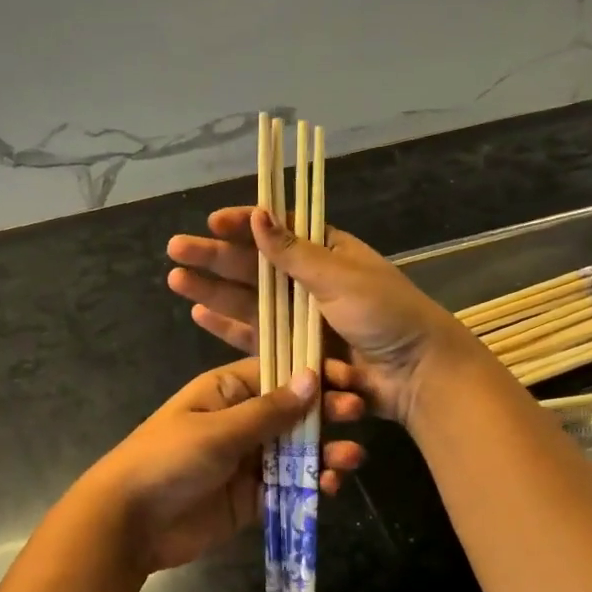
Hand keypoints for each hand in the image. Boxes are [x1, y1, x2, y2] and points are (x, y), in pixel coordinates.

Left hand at [80, 358, 367, 574]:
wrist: (129, 523)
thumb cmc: (168, 459)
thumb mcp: (218, 430)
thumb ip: (268, 411)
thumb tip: (312, 378)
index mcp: (226, 392)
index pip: (278, 373)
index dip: (314, 374)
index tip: (349, 378)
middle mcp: (240, 421)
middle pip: (293, 412)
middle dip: (326, 412)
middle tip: (358, 414)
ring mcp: (247, 461)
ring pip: (296, 450)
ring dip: (324, 451)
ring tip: (351, 458)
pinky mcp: (251, 498)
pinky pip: (288, 486)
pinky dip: (311, 485)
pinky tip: (330, 487)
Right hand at [166, 207, 483, 427]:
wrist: (416, 375)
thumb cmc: (386, 315)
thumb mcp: (340, 277)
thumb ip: (295, 252)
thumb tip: (259, 215)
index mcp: (327, 253)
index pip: (278, 230)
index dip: (244, 224)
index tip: (211, 222)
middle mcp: (309, 283)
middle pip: (254, 266)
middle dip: (215, 257)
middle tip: (176, 249)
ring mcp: (301, 320)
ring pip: (248, 301)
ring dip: (213, 290)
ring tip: (176, 278)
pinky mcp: (295, 353)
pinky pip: (257, 336)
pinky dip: (229, 326)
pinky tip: (200, 314)